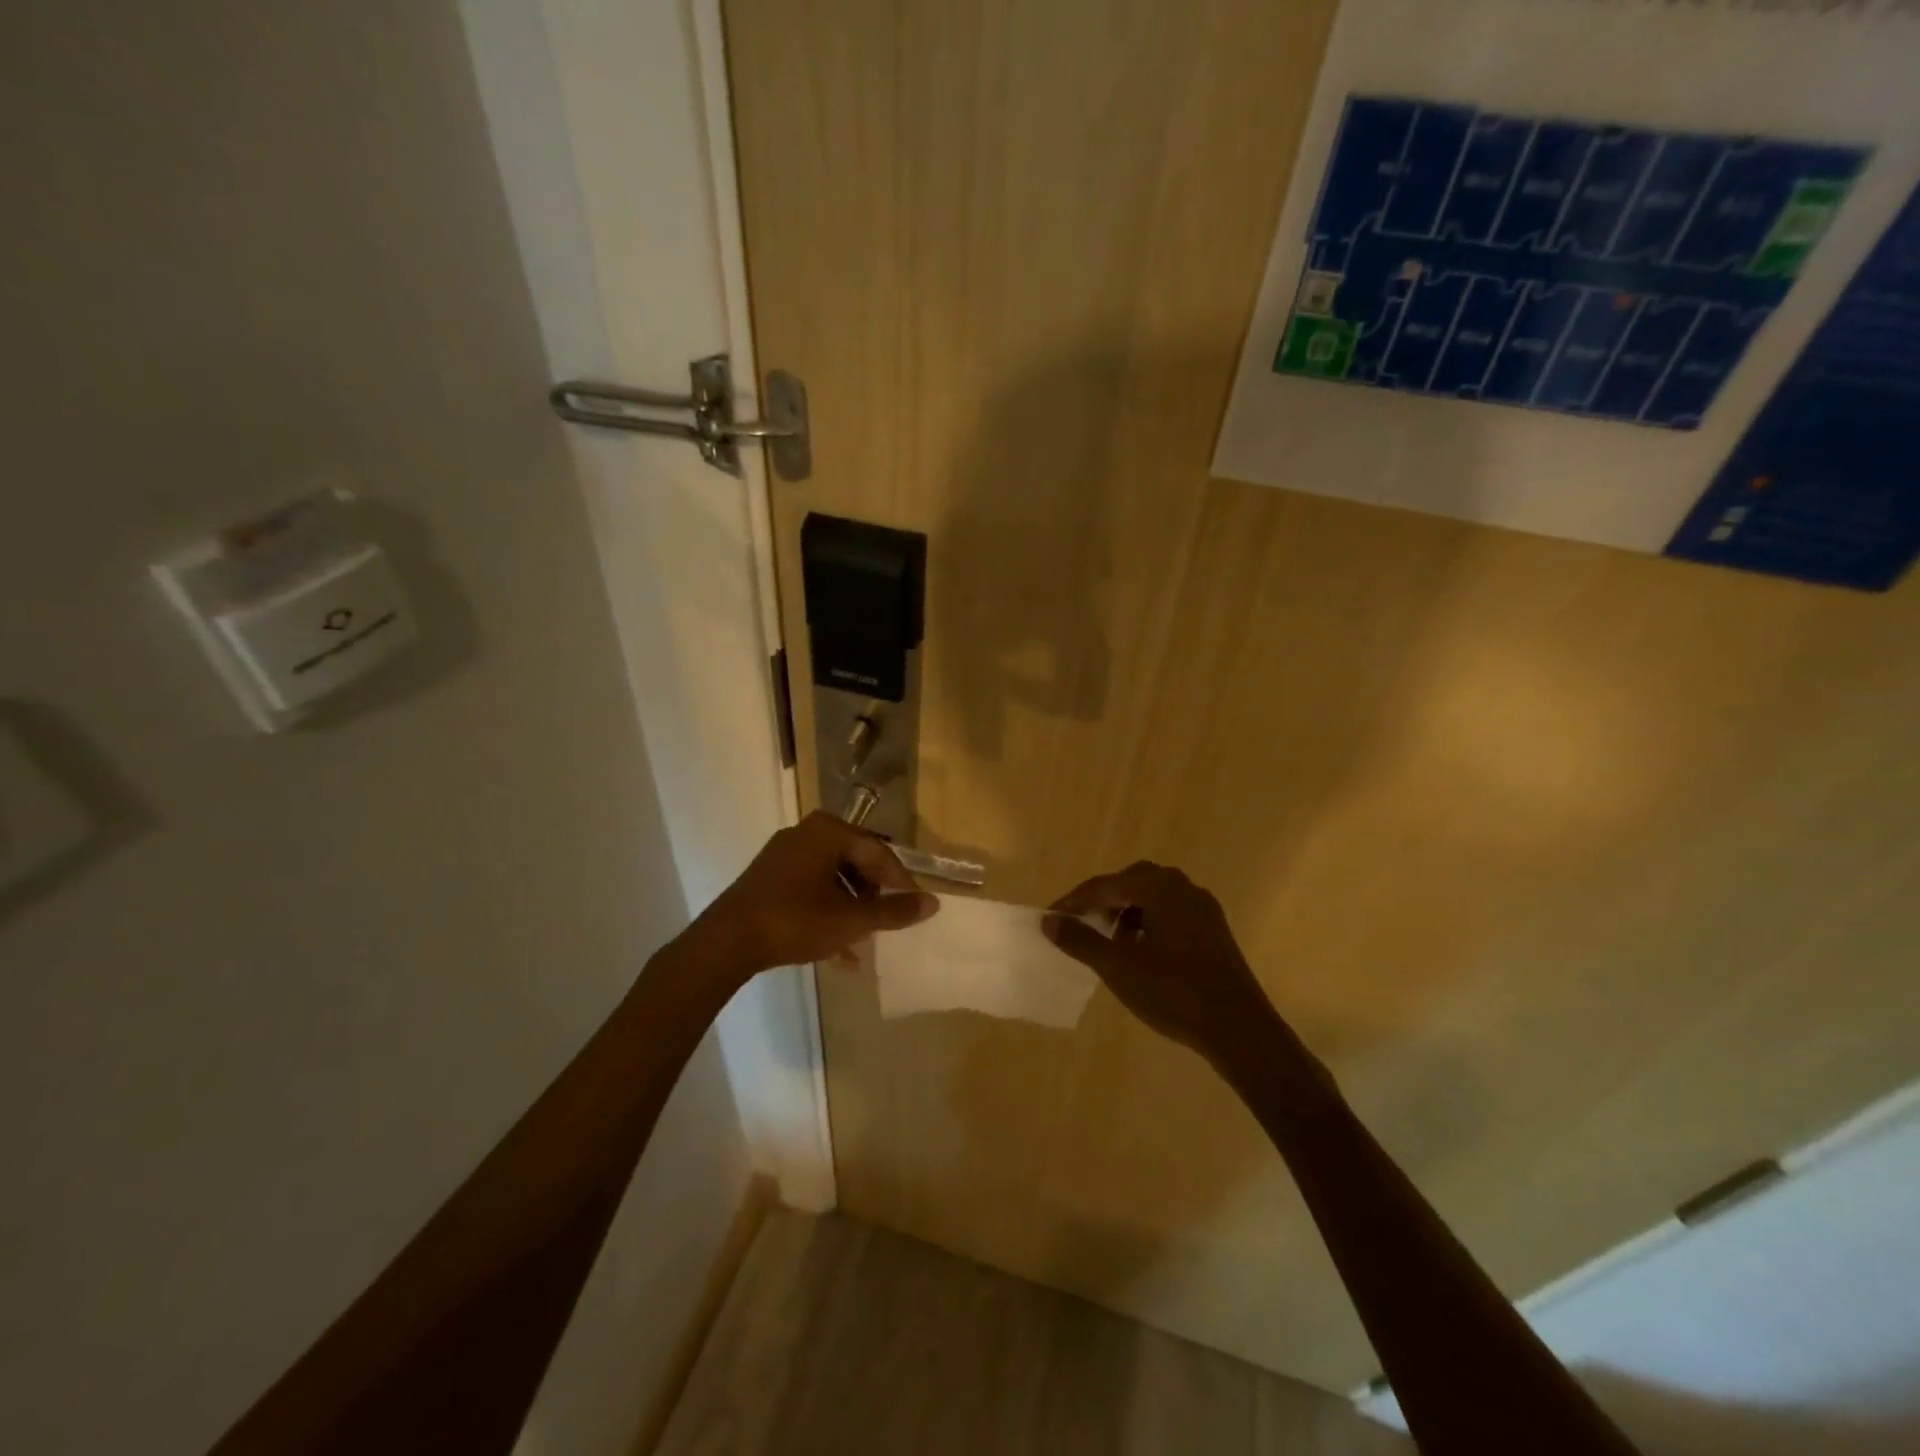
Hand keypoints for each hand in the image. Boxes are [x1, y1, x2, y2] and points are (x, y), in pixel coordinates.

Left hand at [694, 812, 938, 976]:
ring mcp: (784, 856)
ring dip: (851, 909)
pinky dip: (827, 914)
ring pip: (832, 880)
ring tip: (863, 942)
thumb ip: (894, 912)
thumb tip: (934, 903)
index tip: (914, 907)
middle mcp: (806, 834)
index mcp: (828, 832)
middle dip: (872, 896)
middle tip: (887, 922)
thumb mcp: (851, 920)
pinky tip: (839, 954)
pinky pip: (810, 890)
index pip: (877, 852)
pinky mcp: (769, 878)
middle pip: (855, 863)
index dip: (900, 882)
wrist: (727, 941)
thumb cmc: (796, 920)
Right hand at [1044, 862, 1286, 1070]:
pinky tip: (1143, 952)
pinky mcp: (1215, 930)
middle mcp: (1183, 888)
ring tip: (1112, 941)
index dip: (1075, 901)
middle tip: (1083, 924)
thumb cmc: (1173, 992)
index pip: (1105, 885)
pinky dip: (1150, 922)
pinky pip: (1173, 912)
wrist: (1239, 1028)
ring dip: (1128, 910)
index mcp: (1159, 888)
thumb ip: (1080, 940)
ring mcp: (1204, 908)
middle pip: (1132, 882)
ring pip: (1155, 896)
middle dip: (1104, 900)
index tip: (1052, 918)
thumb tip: (1050, 920)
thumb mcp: (1118, 967)